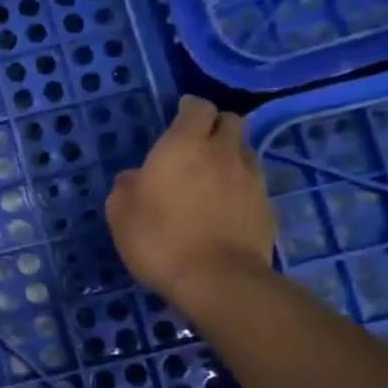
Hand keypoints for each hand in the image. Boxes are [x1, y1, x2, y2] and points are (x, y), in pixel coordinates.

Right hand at [104, 95, 276, 317]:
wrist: (216, 279)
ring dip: (229, 154)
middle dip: (215, 125)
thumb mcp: (120, 213)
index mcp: (184, 146)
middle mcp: (223, 152)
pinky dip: (239, 185)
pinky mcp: (266, 206)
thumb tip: (135, 178)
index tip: (179, 115)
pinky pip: (253, 182)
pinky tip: (223, 206)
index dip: (189, 109)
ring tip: (211, 175)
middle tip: (196, 142)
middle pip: (231, 121)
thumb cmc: (158, 239)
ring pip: (244, 150)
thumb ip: (126, 188)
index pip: (197, 108)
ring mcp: (251, 179)